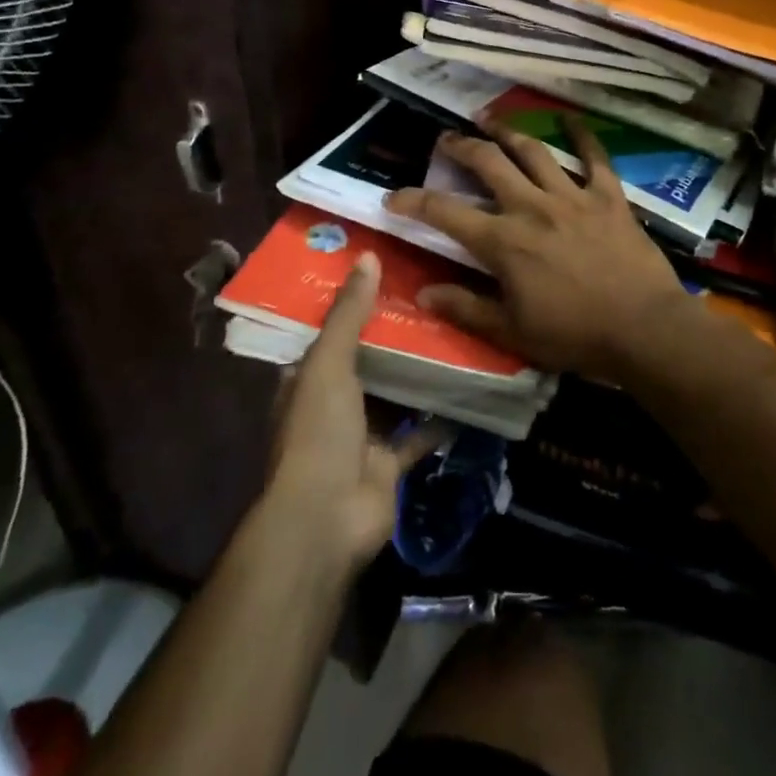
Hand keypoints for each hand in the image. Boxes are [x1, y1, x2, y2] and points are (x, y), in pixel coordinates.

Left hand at [266, 254, 445, 570]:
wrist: (327, 518)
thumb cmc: (319, 431)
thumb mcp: (328, 363)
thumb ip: (348, 313)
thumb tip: (368, 256)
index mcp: (306, 381)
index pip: (329, 333)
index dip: (352, 305)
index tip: (386, 274)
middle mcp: (331, 406)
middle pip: (365, 362)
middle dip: (392, 336)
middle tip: (431, 297)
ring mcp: (361, 437)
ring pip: (394, 396)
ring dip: (417, 374)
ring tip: (454, 332)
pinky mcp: (389, 464)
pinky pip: (418, 435)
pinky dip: (440, 419)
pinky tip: (468, 390)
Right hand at [384, 122, 694, 382]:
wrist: (643, 329)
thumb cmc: (574, 335)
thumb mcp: (512, 332)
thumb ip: (466, 308)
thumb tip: (424, 292)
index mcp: (504, 242)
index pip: (445, 212)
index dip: (413, 201)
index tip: (393, 196)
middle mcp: (532, 207)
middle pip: (488, 164)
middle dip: (462, 147)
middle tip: (447, 139)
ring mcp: (573, 197)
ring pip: (534, 152)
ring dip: (508, 133)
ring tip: (490, 120)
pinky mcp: (608, 197)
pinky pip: (595, 157)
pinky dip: (582, 136)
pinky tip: (571, 119)